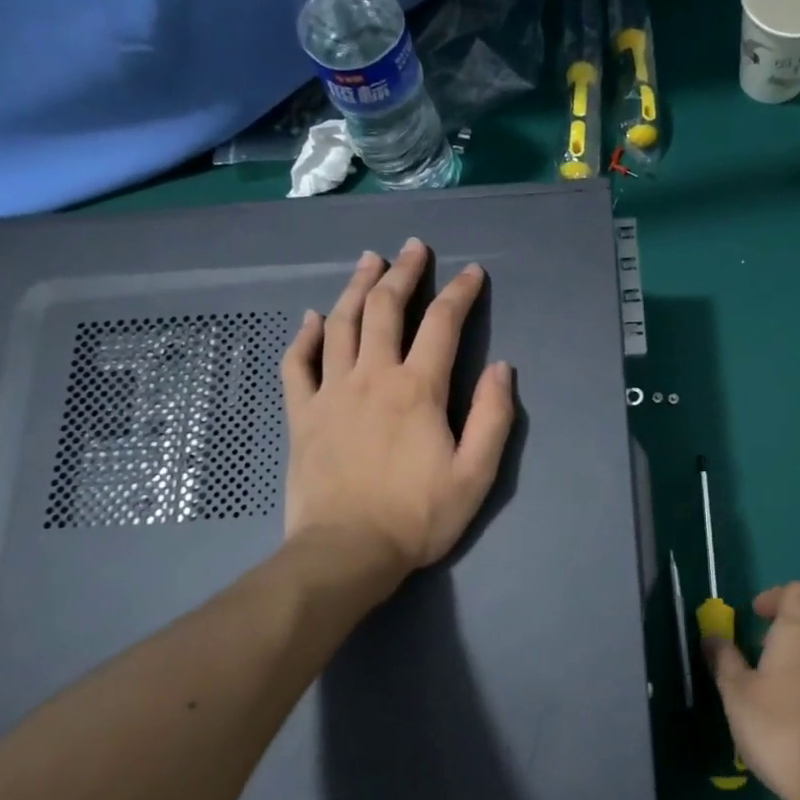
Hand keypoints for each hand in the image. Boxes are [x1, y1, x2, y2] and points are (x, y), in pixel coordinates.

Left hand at [280, 239, 515, 590]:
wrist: (345, 552)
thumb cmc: (416, 516)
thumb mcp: (475, 475)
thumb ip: (493, 418)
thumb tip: (502, 369)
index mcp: (418, 389)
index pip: (443, 325)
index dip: (461, 293)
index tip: (472, 271)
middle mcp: (373, 377)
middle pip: (386, 309)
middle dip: (403, 272)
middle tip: (412, 248)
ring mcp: (332, 392)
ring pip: (342, 324)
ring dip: (357, 288)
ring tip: (369, 261)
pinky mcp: (303, 414)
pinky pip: (298, 364)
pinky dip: (305, 336)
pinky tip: (313, 319)